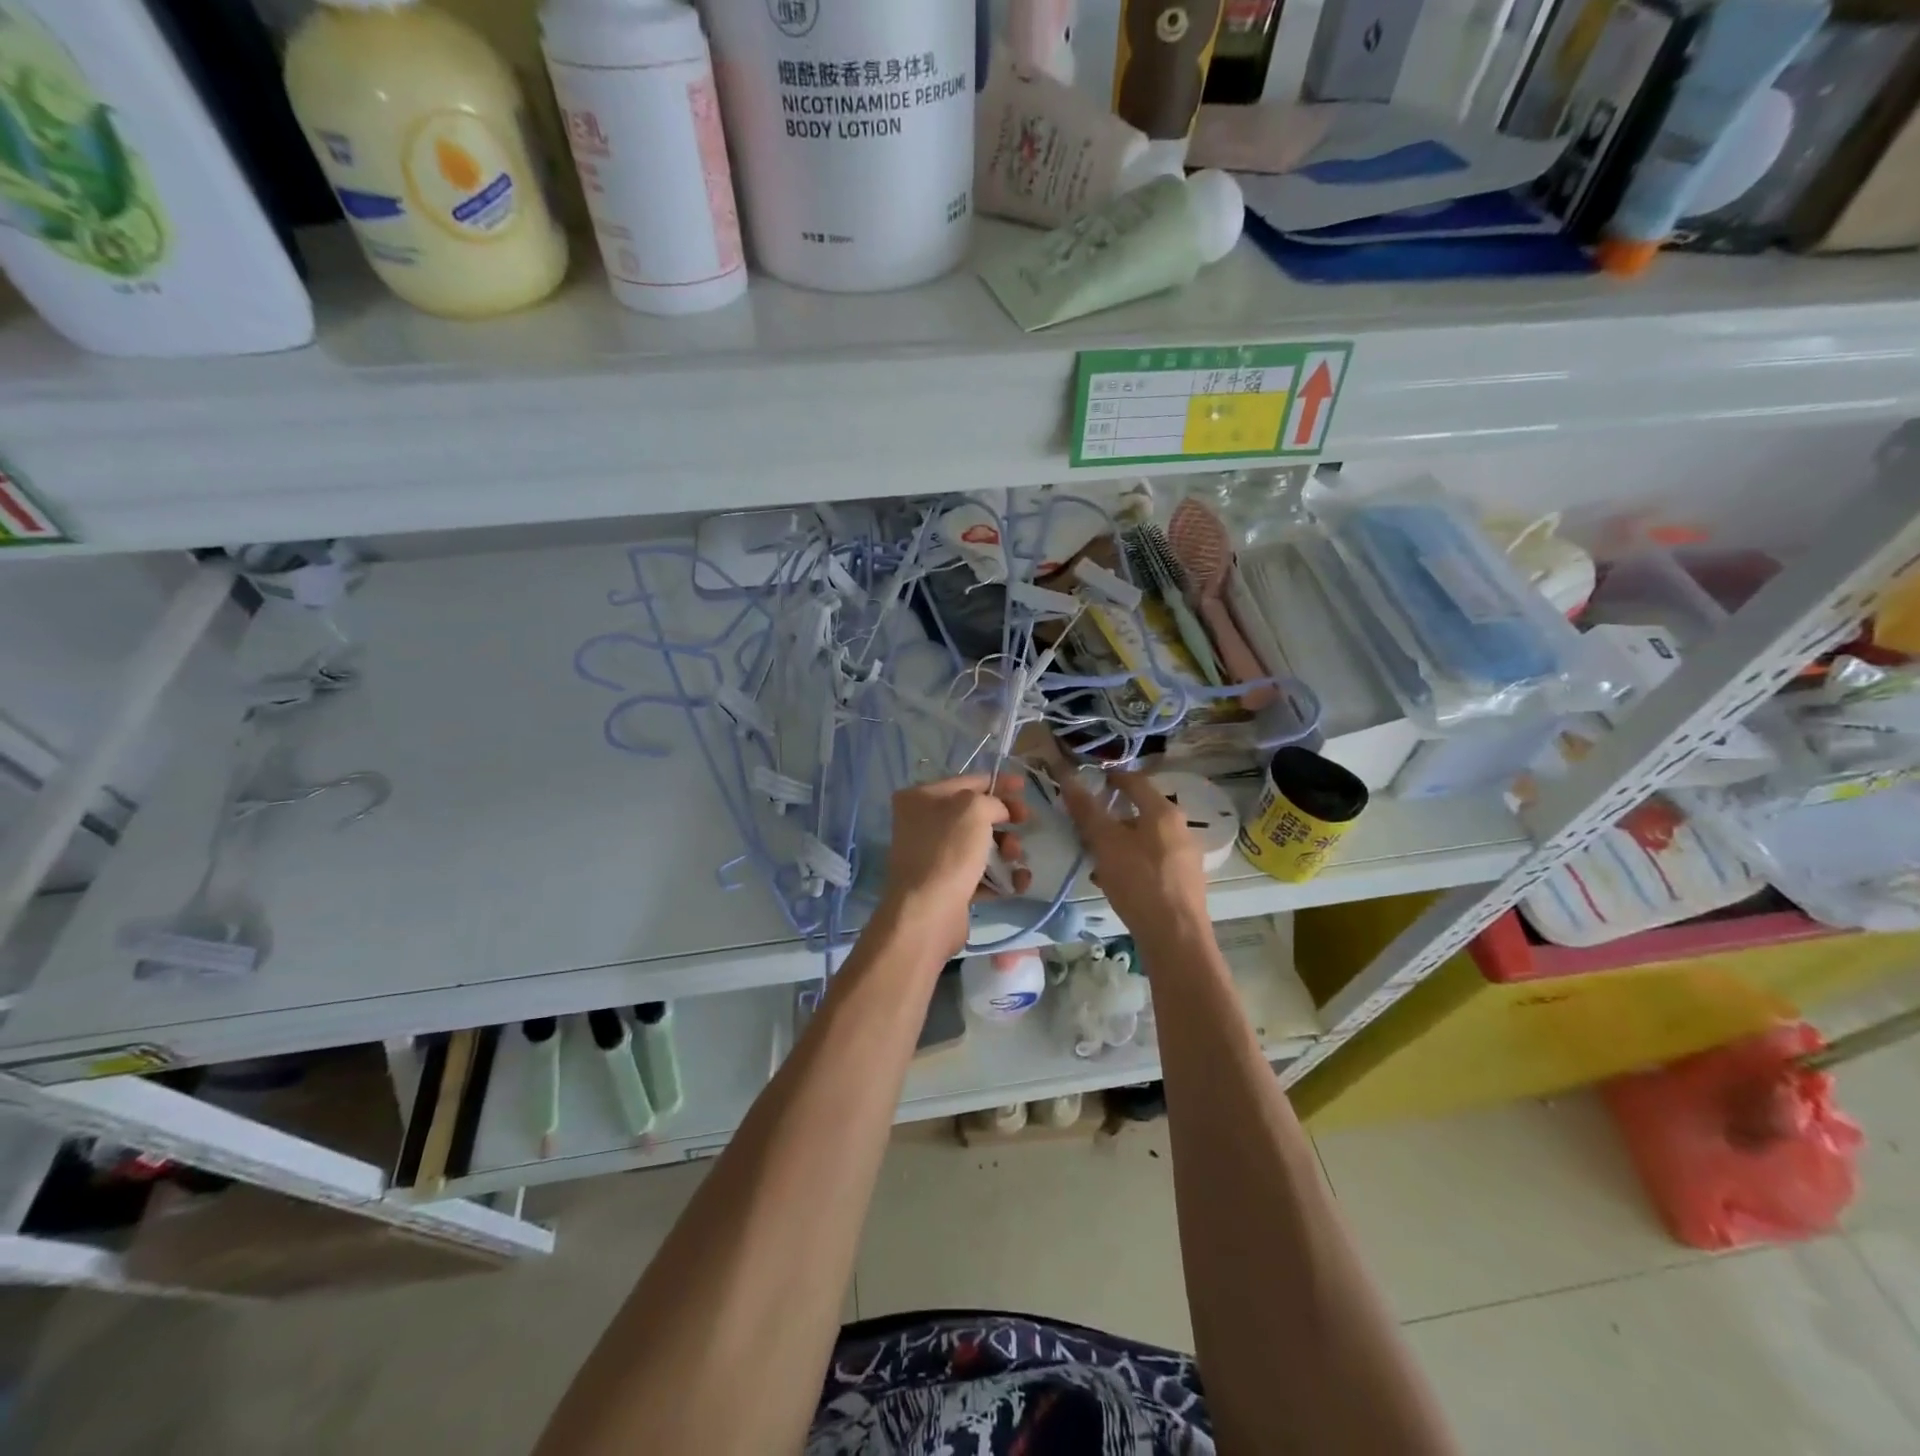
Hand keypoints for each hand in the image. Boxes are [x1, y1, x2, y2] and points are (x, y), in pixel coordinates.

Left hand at [881, 774, 1030, 957]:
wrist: (928, 912)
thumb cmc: (948, 850)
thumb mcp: (974, 809)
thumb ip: (992, 801)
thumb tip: (999, 812)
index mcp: (920, 798)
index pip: (967, 781)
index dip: (998, 782)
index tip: (1024, 787)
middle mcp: (923, 824)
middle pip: (975, 814)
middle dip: (1005, 819)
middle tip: (1025, 823)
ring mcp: (934, 856)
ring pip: (980, 845)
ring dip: (1006, 849)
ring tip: (1015, 859)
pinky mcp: (947, 885)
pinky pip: (980, 874)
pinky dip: (1001, 876)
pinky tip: (1018, 882)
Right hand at [1063, 771, 1209, 938]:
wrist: (1176, 938)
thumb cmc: (1140, 882)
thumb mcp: (1106, 843)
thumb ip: (1087, 810)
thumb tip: (1068, 777)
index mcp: (1164, 812)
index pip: (1135, 780)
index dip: (1110, 777)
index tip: (1088, 781)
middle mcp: (1180, 828)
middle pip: (1140, 811)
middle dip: (1111, 816)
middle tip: (1085, 825)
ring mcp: (1185, 857)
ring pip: (1144, 839)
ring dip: (1119, 843)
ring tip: (1094, 858)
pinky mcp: (1184, 882)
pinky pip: (1152, 862)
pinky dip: (1131, 863)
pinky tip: (1113, 882)